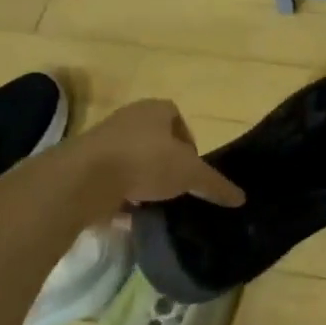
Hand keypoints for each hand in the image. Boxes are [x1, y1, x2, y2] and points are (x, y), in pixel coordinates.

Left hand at [71, 100, 244, 207]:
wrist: (84, 179)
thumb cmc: (145, 162)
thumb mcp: (190, 174)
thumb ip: (215, 185)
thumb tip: (241, 198)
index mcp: (155, 110)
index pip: (178, 120)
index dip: (189, 143)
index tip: (193, 169)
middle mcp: (128, 118)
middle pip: (155, 140)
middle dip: (166, 163)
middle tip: (176, 187)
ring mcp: (102, 141)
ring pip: (132, 160)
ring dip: (143, 180)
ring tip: (154, 203)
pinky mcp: (84, 165)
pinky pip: (111, 179)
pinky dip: (121, 195)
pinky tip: (130, 214)